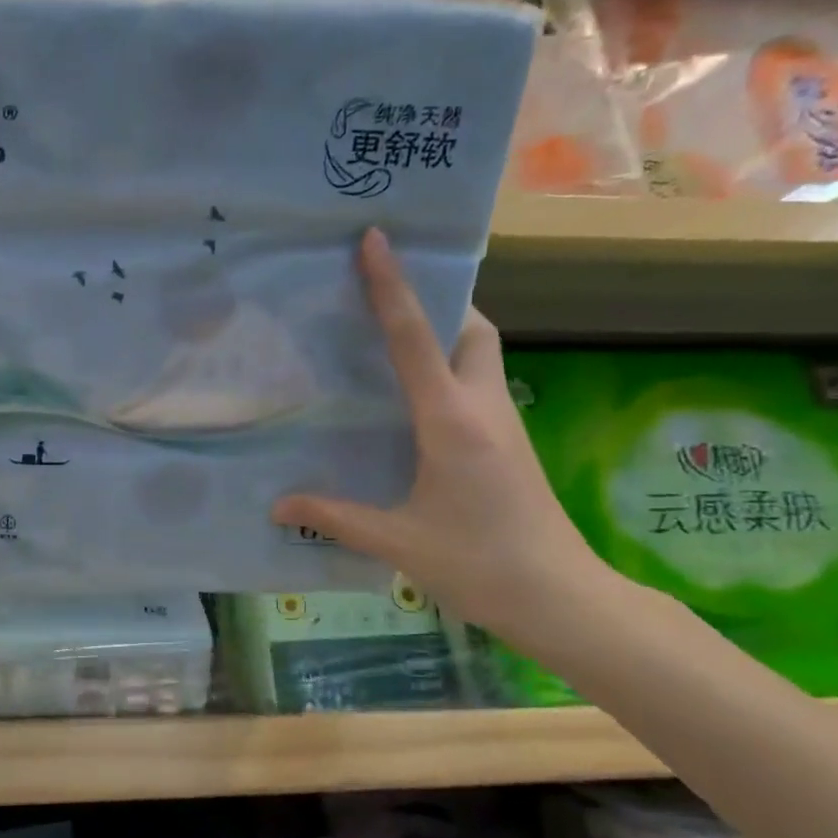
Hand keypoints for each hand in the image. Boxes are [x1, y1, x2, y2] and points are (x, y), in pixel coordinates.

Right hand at [273, 228, 614, 648]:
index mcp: (451, 420)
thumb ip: (335, 517)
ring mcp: (503, 423)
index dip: (392, 286)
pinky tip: (416, 399)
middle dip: (439, 302)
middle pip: (471, 328)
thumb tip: (276, 506)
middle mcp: (482, 407)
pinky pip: (478, 383)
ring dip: (448, 333)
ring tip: (396, 340)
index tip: (376, 239)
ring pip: (482, 353)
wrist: (560, 598)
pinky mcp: (509, 442)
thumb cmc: (478, 563)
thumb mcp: (397, 540)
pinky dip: (450, 369)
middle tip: (392, 300)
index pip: (415, 339)